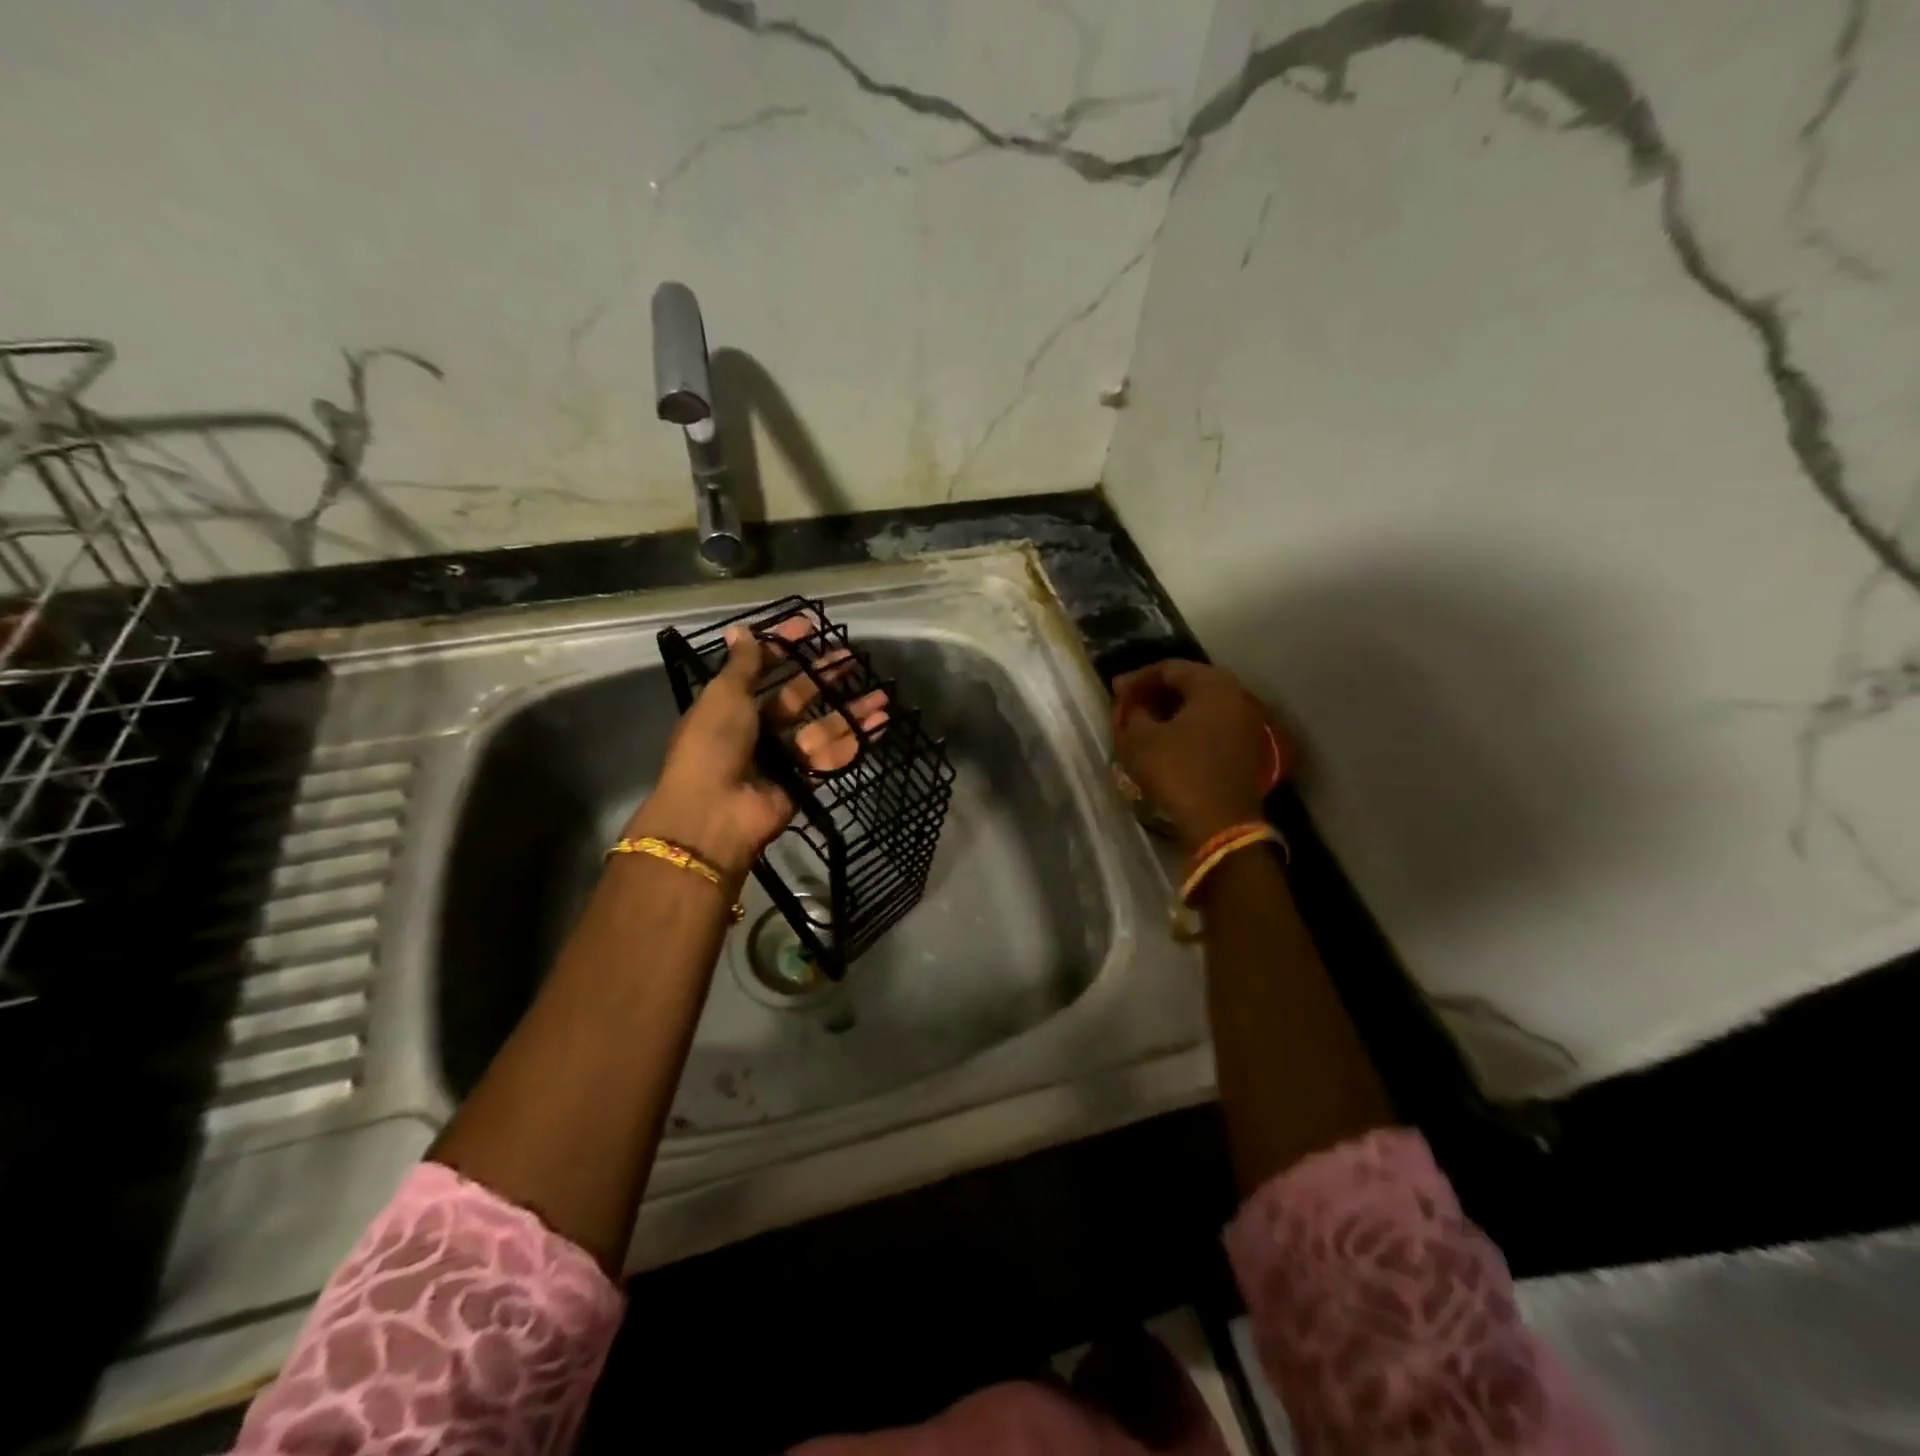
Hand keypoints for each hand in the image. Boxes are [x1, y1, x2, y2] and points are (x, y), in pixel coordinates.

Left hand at [629, 620, 887, 881]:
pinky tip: (881, 723)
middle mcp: (758, 729)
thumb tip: (741, 629)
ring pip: (822, 726)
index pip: (761, 668)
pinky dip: (856, 740)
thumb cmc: (713, 745)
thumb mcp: (723, 696)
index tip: (810, 627)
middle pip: (798, 697)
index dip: (784, 647)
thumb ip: (741, 665)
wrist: (714, 813)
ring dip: (851, 711)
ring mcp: (782, 757)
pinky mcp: (803, 781)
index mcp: (732, 706)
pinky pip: (832, 755)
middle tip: (852, 658)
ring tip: (882, 695)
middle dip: (824, 678)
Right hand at [1111, 660, 1288, 851]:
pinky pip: (1212, 727)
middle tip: (1128, 705)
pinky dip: (1188, 728)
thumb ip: (1132, 714)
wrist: (1220, 823)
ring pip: (1202, 707)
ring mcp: (1248, 724)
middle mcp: (1238, 696)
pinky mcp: (1247, 750)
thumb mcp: (1139, 740)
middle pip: (1189, 685)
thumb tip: (1134, 708)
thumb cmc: (1178, 772)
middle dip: (1155, 694)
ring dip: (1171, 712)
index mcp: (1214, 685)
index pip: (1169, 669)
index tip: (1115, 693)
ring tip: (1144, 724)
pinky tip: (1167, 742)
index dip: (1137, 679)